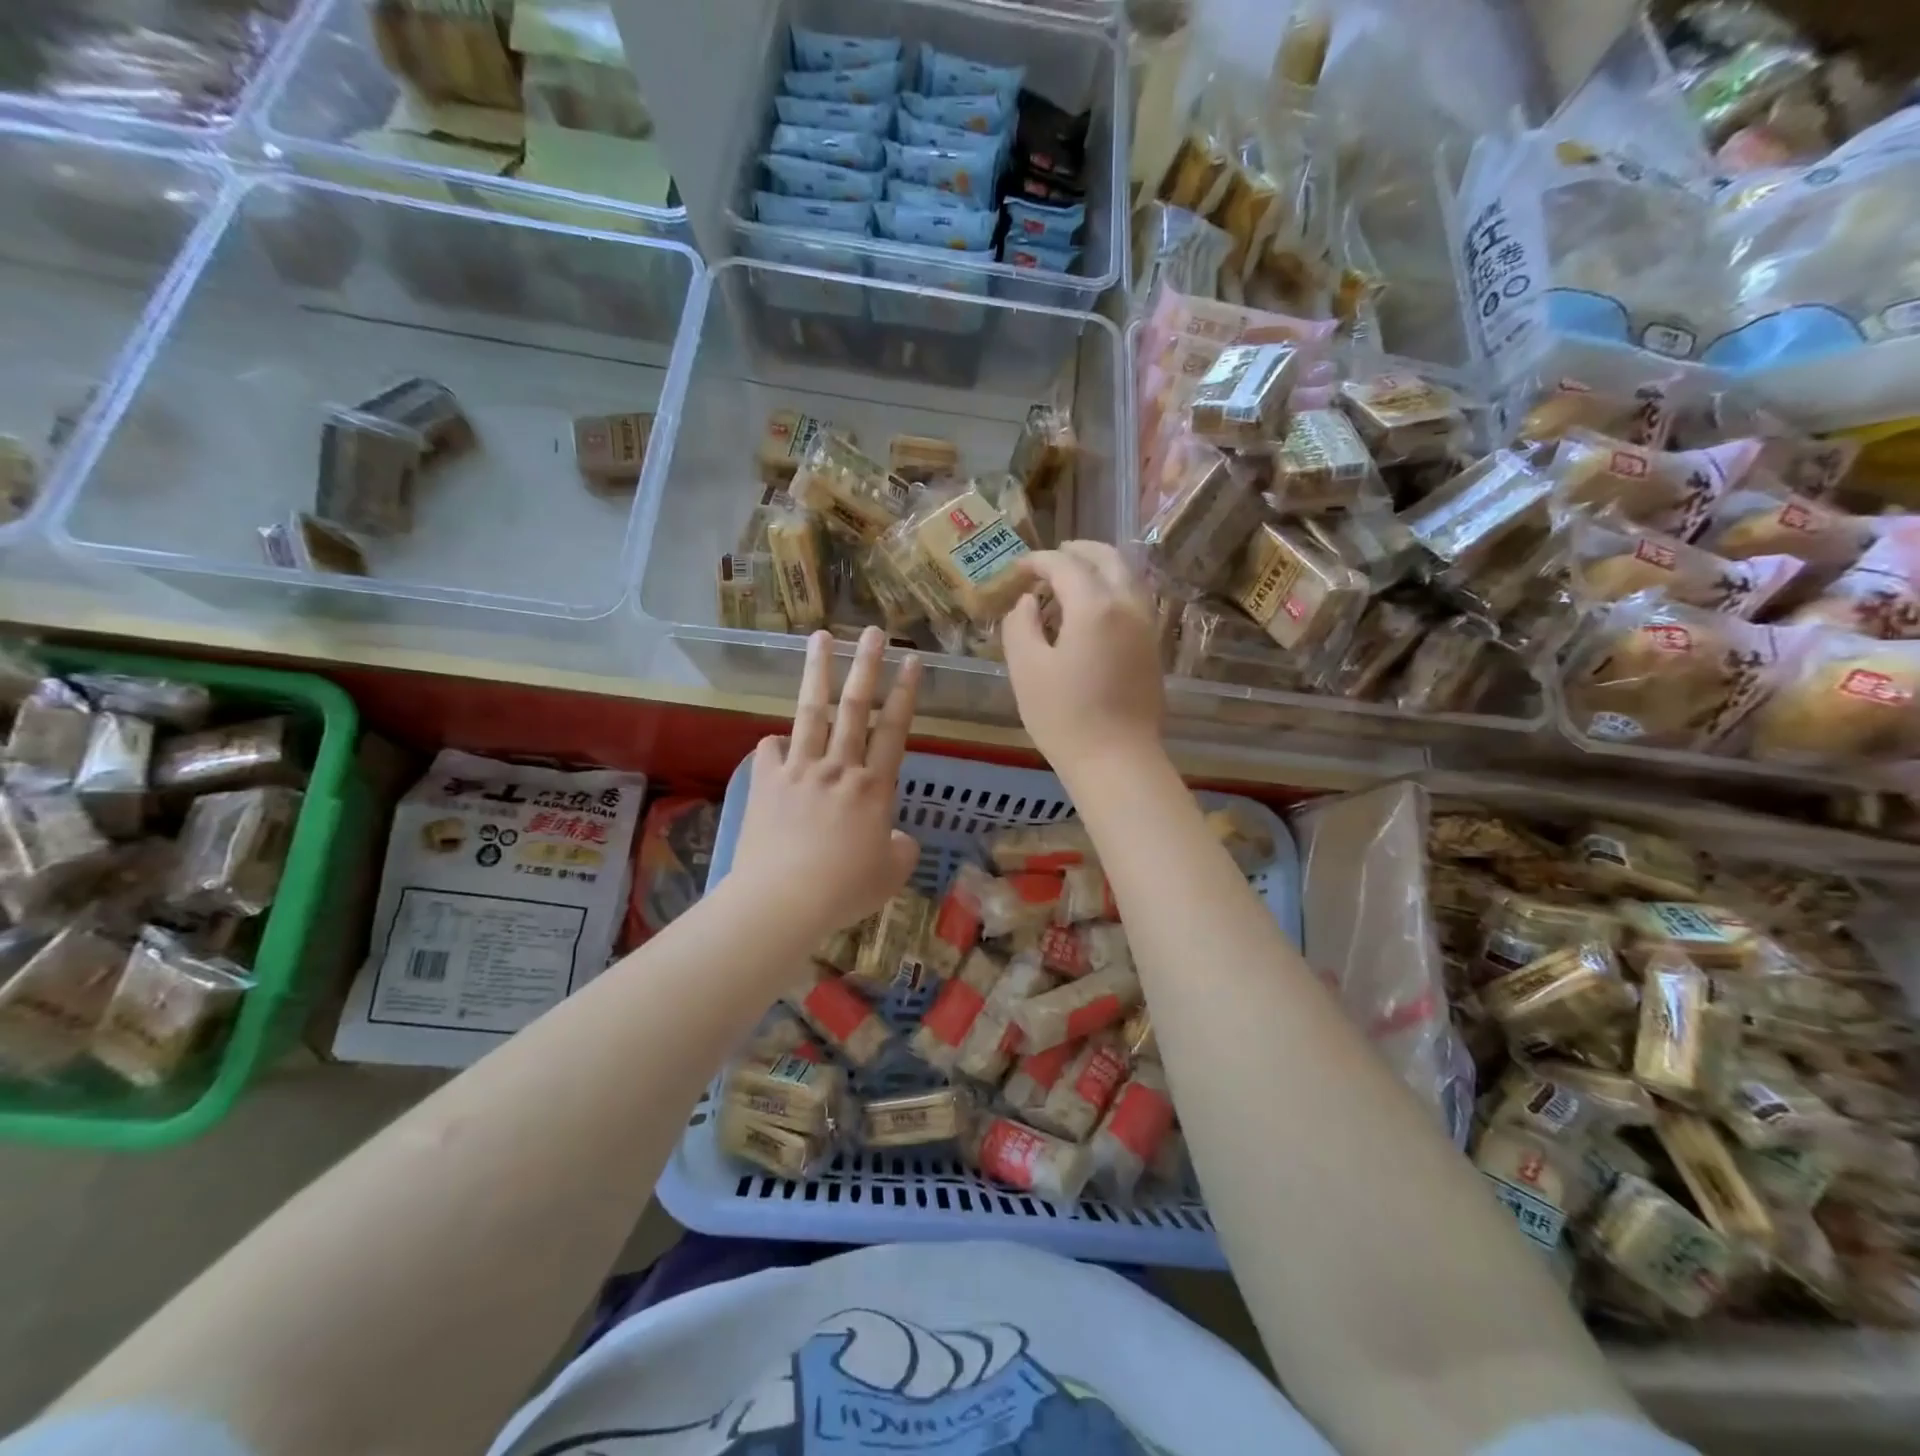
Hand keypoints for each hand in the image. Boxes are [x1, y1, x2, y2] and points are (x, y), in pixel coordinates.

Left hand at [728, 628, 922, 943]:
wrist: (783, 900)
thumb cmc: (844, 889)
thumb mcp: (890, 874)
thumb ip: (901, 849)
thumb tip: (898, 837)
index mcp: (874, 788)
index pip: (894, 730)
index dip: (905, 693)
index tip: (912, 660)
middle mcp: (838, 768)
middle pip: (855, 707)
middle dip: (867, 665)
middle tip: (873, 631)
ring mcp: (799, 771)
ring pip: (811, 712)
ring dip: (817, 672)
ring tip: (820, 638)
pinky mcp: (766, 783)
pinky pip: (770, 751)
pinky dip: (776, 744)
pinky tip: (776, 742)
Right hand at [1002, 542, 1165, 780]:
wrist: (1116, 760)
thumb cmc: (1064, 716)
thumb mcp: (1026, 668)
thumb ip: (1021, 625)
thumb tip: (1029, 602)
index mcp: (1095, 606)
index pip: (1065, 565)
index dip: (1038, 561)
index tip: (1017, 568)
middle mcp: (1128, 606)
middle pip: (1108, 559)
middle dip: (1078, 551)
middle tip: (1052, 557)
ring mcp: (1147, 627)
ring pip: (1128, 578)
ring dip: (1100, 568)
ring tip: (1073, 579)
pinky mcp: (1152, 649)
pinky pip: (1135, 601)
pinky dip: (1113, 590)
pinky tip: (1093, 610)